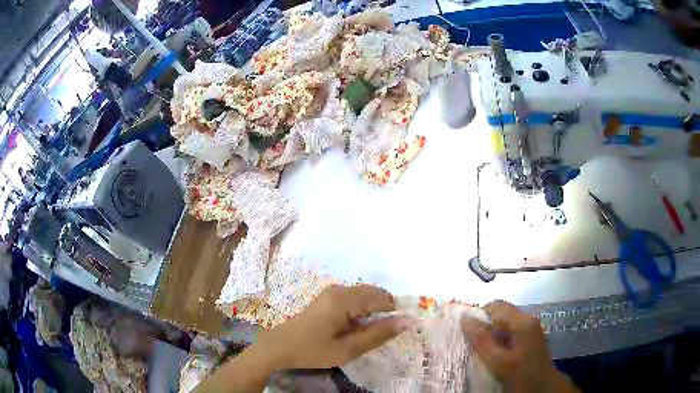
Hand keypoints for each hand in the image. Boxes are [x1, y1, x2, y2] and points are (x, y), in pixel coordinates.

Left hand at [256, 284, 407, 369]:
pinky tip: (354, 329)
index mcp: (344, 300)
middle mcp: (340, 289)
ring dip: (373, 312)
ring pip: (366, 295)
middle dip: (385, 312)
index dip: (396, 313)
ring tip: (367, 334)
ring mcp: (332, 292)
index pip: (383, 298)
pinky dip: (362, 311)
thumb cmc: (312, 351)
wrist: (279, 346)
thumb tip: (407, 322)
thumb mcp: (347, 349)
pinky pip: (355, 299)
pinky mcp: (328, 297)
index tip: (397, 332)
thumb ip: (378, 334)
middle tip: (381, 336)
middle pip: (375, 293)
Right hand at [462, 300, 579, 392]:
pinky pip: (511, 330)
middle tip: (473, 344)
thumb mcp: (498, 361)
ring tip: (482, 350)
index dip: (479, 316)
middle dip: (485, 326)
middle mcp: (528, 319)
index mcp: (522, 322)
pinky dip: (500, 339)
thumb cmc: (521, 374)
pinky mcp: (530, 336)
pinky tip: (495, 354)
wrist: (543, 387)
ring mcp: (531, 327)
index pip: (496, 306)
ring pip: (505, 323)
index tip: (468, 334)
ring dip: (492, 333)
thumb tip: (465, 319)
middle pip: (501, 313)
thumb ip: (482, 340)